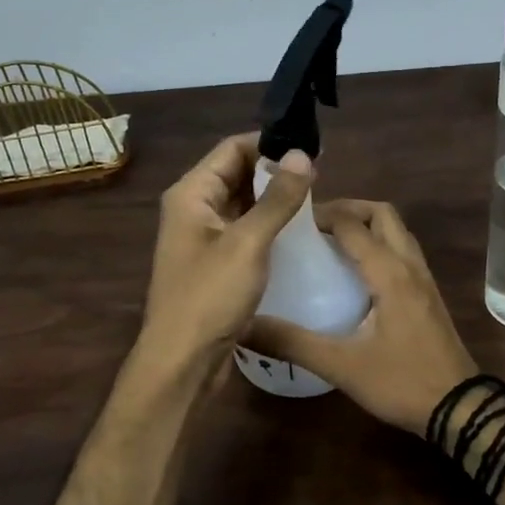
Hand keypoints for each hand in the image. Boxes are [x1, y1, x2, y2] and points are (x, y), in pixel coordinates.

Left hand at [140, 134, 314, 368]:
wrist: (183, 361)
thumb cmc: (210, 296)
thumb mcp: (248, 243)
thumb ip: (277, 198)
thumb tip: (301, 154)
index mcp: (191, 194)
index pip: (232, 149)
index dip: (269, 143)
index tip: (310, 148)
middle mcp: (193, 209)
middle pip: (236, 174)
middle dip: (274, 171)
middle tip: (321, 174)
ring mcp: (203, 238)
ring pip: (242, 204)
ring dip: (273, 199)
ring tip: (316, 198)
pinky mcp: (215, 263)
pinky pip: (243, 231)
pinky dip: (268, 225)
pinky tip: (298, 232)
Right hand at [245, 199, 477, 434]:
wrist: (460, 410)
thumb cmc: (402, 382)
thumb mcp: (341, 366)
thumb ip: (292, 343)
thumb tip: (244, 327)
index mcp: (389, 273)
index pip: (352, 224)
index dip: (321, 214)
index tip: (289, 220)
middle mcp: (409, 265)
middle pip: (382, 214)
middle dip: (348, 209)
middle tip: (314, 225)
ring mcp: (424, 279)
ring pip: (397, 231)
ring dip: (367, 224)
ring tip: (331, 242)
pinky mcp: (429, 295)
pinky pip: (403, 252)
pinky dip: (379, 244)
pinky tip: (356, 273)